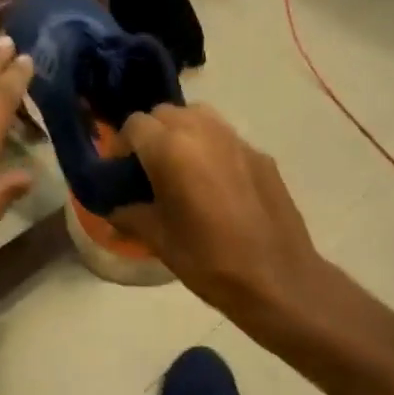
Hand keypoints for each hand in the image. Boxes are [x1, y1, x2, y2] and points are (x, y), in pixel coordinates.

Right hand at [112, 104, 327, 323]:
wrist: (279, 280)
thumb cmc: (209, 260)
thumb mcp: (159, 240)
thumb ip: (130, 216)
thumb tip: (114, 211)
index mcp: (171, 149)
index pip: (134, 125)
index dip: (121, 146)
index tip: (120, 172)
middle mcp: (203, 131)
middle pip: (165, 113)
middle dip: (151, 134)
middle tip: (148, 169)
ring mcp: (237, 140)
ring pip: (198, 116)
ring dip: (181, 132)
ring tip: (180, 168)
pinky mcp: (261, 155)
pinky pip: (225, 137)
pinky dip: (211, 148)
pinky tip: (215, 185)